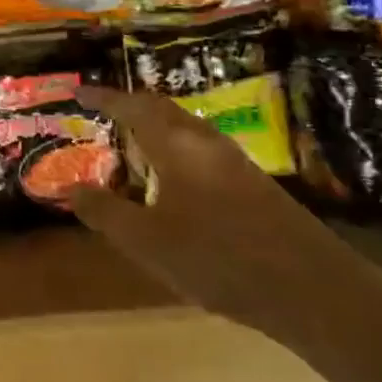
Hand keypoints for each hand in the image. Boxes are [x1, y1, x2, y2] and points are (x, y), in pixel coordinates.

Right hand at [68, 87, 363, 341]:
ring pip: (187, 128)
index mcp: (176, 145)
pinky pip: (203, 149)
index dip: (104, 98)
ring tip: (134, 141)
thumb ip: (105, 212)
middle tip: (104, 111)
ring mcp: (236, 162)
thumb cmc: (218, 258)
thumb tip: (69, 187)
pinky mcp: (254, 185)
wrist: (312, 289)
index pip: (133, 108)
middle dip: (132, 105)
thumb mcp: (147, 241)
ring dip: (157, 126)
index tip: (80, 92)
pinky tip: (175, 180)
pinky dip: (177, 149)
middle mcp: (206, 142)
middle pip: (164, 109)